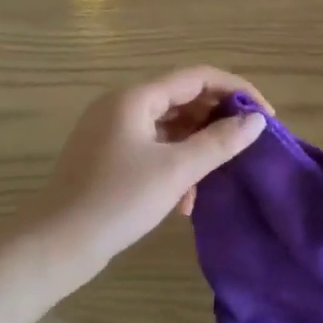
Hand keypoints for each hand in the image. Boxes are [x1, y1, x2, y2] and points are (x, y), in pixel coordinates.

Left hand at [25, 67, 271, 271]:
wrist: (56, 245)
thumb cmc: (118, 201)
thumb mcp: (176, 171)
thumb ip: (219, 142)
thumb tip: (256, 121)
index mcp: (135, 98)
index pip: (198, 77)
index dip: (237, 91)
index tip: (266, 116)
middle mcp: (122, 106)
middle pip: (183, 99)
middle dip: (218, 120)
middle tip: (248, 144)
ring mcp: (112, 132)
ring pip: (169, 127)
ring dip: (197, 147)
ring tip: (219, 176)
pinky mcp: (108, 157)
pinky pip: (153, 148)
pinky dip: (175, 164)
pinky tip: (186, 199)